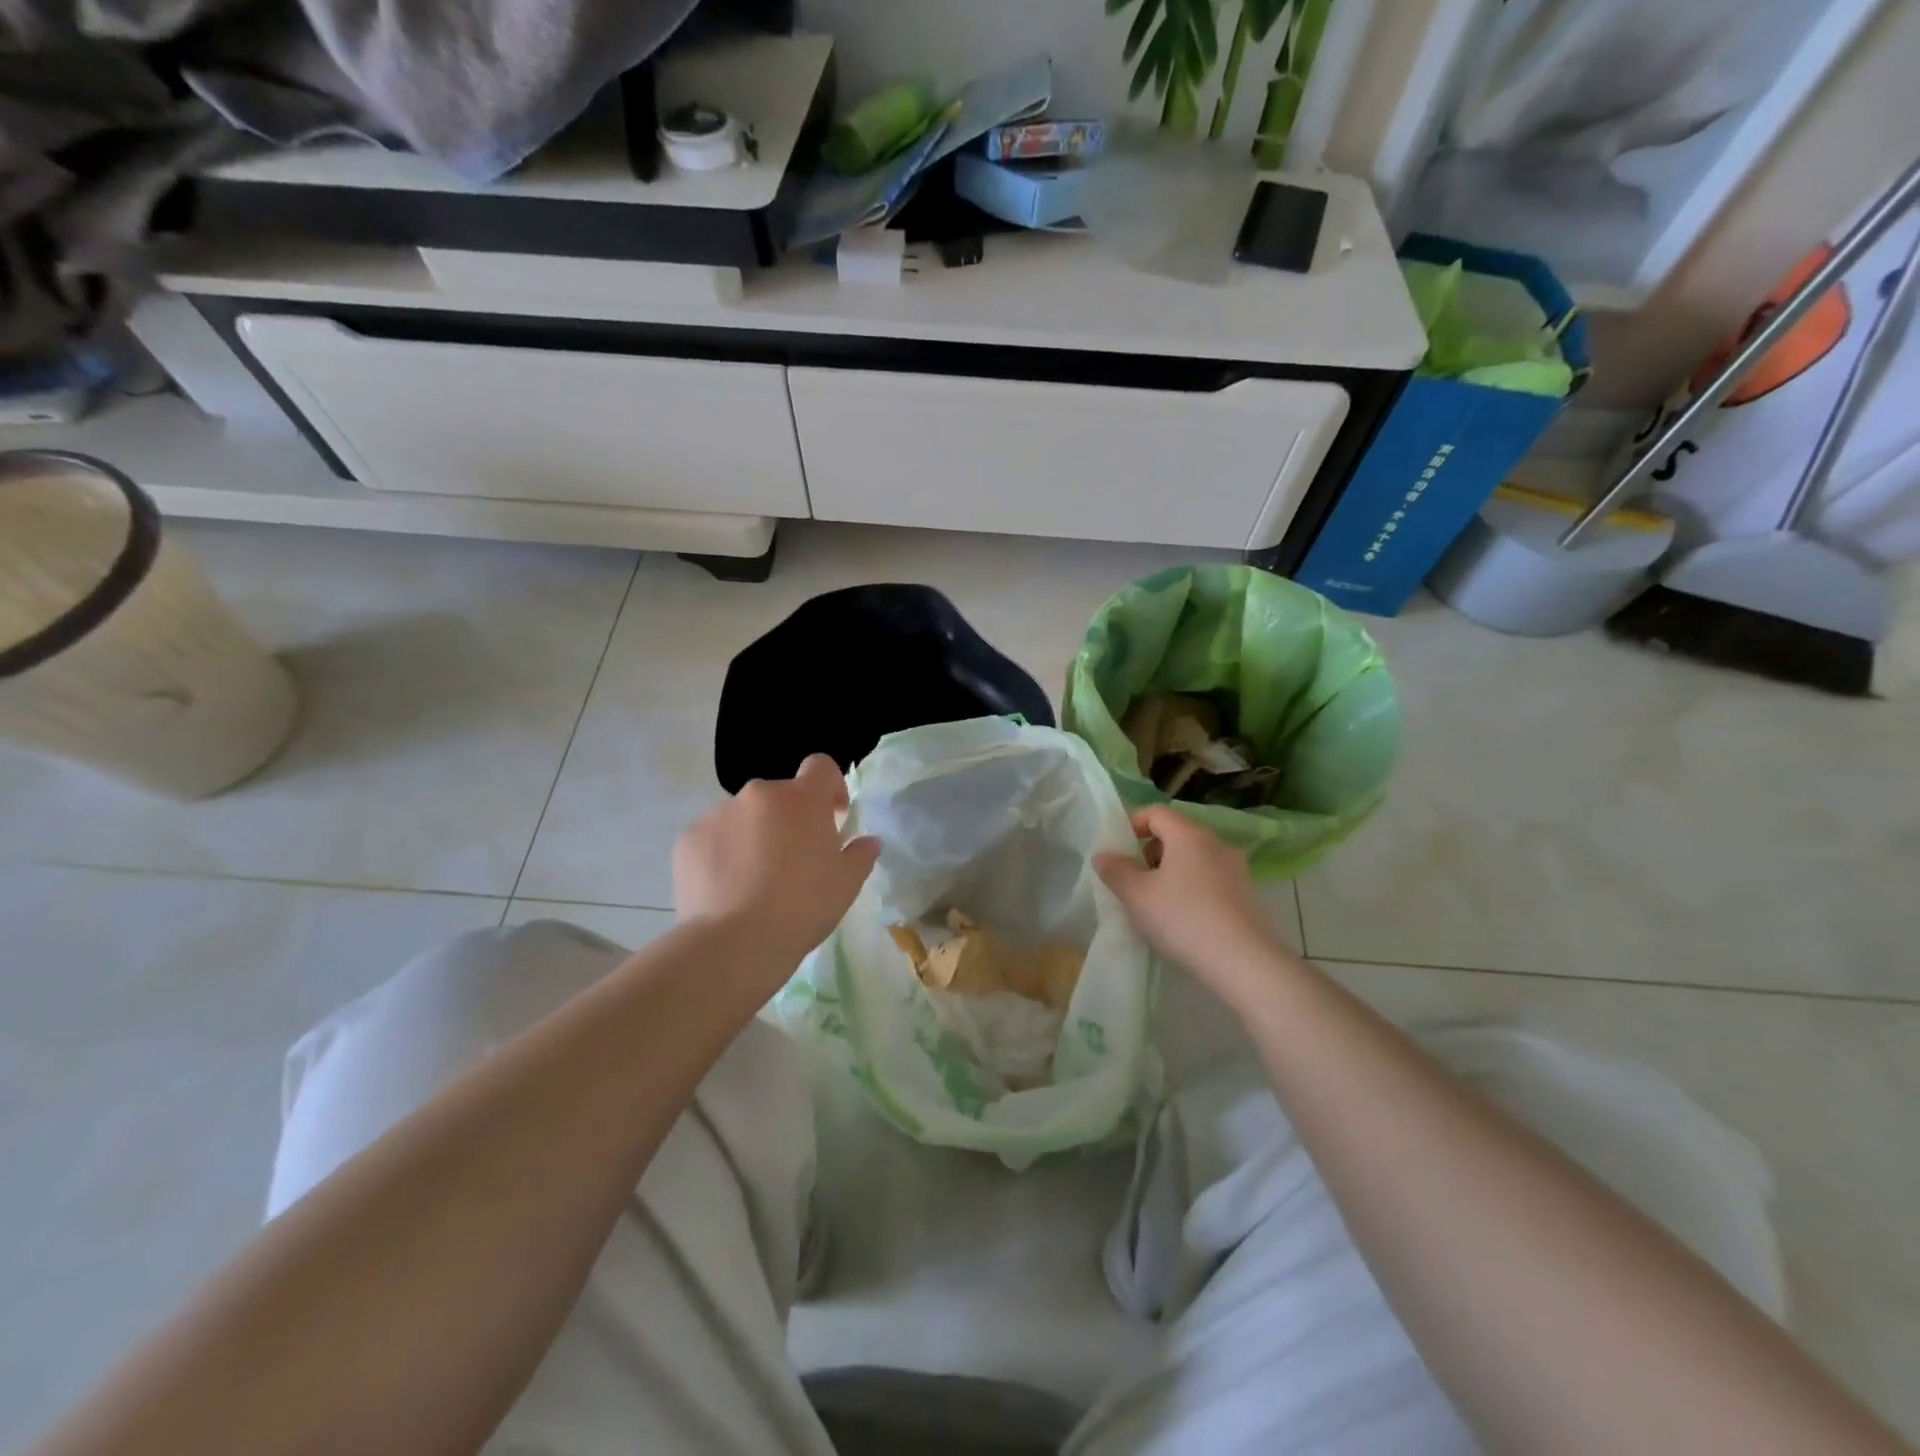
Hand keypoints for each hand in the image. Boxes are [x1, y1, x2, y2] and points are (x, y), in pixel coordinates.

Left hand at [674, 754, 880, 968]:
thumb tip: (868, 841)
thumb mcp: (846, 884)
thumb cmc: (802, 907)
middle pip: (781, 796)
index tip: (833, 817)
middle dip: (790, 819)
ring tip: (754, 881)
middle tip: (794, 861)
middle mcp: (759, 794)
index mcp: (802, 799)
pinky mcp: (688, 838)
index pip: (821, 766)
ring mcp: (719, 813)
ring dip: (755, 835)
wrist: (734, 943)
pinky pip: (714, 837)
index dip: (831, 786)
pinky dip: (723, 853)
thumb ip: (861, 854)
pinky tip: (727, 889)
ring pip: (745, 816)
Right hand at [1094, 805, 1296, 1014]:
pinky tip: (1182, 917)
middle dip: (1149, 851)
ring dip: (1170, 871)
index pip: (1156, 812)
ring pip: (1193, 858)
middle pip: (1175, 834)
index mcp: (1189, 834)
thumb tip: (1103, 854)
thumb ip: (1115, 870)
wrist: (1242, 961)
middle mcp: (1216, 843)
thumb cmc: (1182, 919)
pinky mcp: (1245, 893)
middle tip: (1133, 879)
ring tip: (1155, 902)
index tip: (1118, 849)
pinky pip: (1209, 878)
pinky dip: (1190, 887)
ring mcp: (1235, 868)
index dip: (1132, 825)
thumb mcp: (1136, 895)